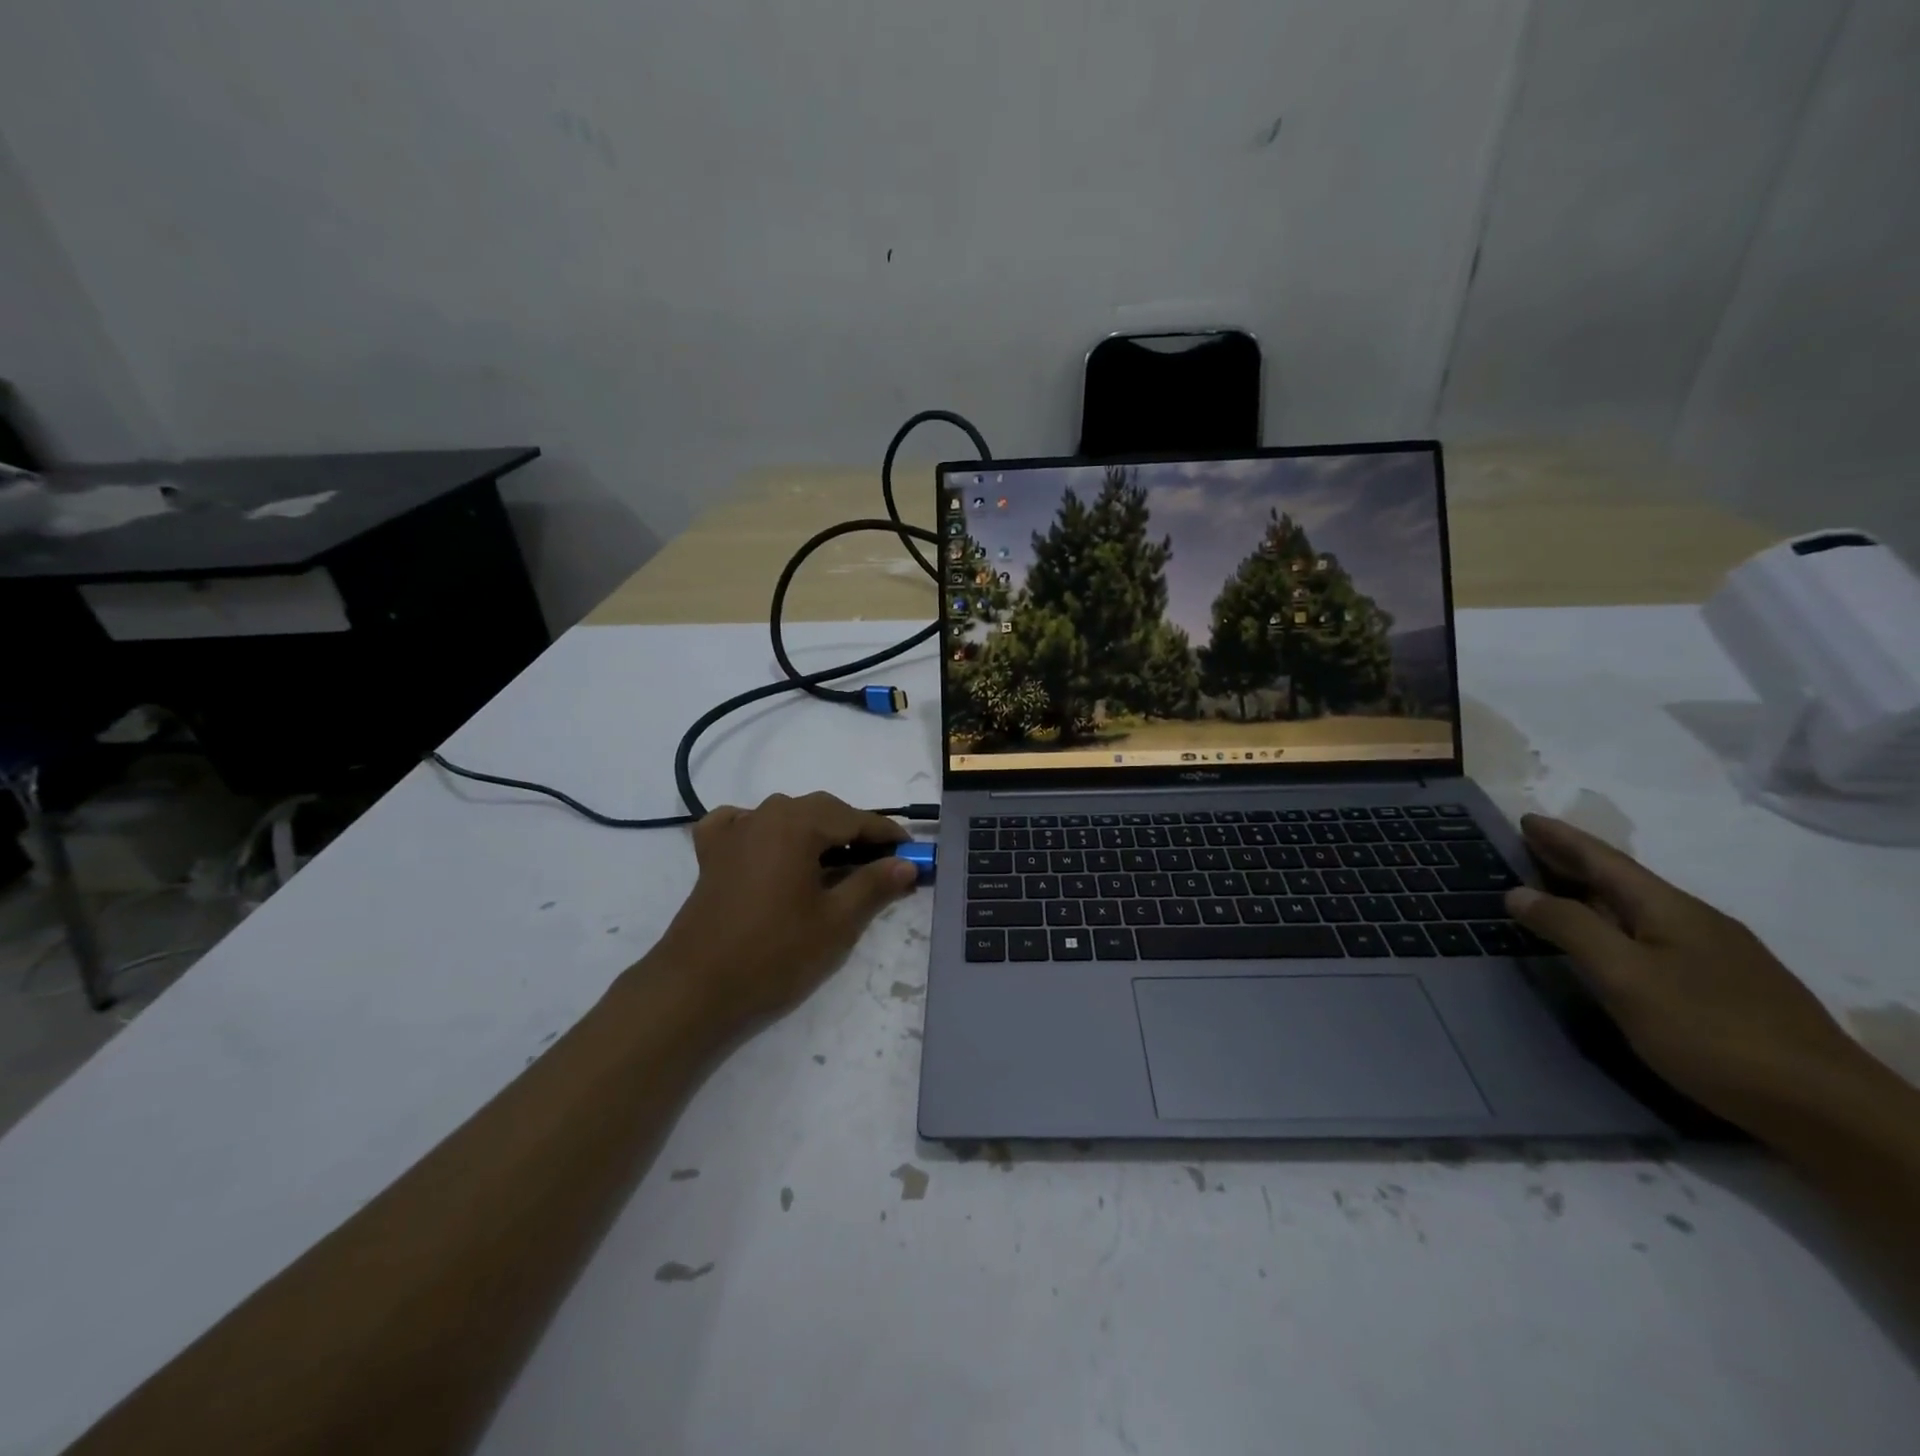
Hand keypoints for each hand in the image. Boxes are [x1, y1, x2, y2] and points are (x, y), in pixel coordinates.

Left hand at [648, 792, 918, 1027]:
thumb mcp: (837, 921)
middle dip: (853, 831)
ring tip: (836, 861)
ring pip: (785, 817)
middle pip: (820, 811)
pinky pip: (742, 825)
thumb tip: (906, 864)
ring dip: (815, 832)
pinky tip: (769, 845)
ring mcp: (733, 832)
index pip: (853, 818)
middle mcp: (764, 815)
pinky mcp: (711, 854)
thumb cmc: (775, 953)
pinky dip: (764, 830)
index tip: (911, 850)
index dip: (886, 834)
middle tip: (880, 861)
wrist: (696, 987)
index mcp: (797, 824)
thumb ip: (874, 885)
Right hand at [1504, 814, 1868, 1130]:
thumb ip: (1570, 928)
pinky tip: (1609, 942)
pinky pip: (1652, 937)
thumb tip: (1518, 892)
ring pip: (1638, 910)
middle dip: (1574, 861)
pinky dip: (1615, 924)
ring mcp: (1716, 957)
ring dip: (1593, 894)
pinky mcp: (1724, 988)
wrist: (1823, 1107)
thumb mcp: (1625, 977)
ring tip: (1556, 890)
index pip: (1604, 861)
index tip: (1526, 819)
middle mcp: (1695, 922)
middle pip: (1623, 881)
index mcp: (1669, 909)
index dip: (1562, 840)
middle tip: (1530, 846)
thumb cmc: (1709, 1030)